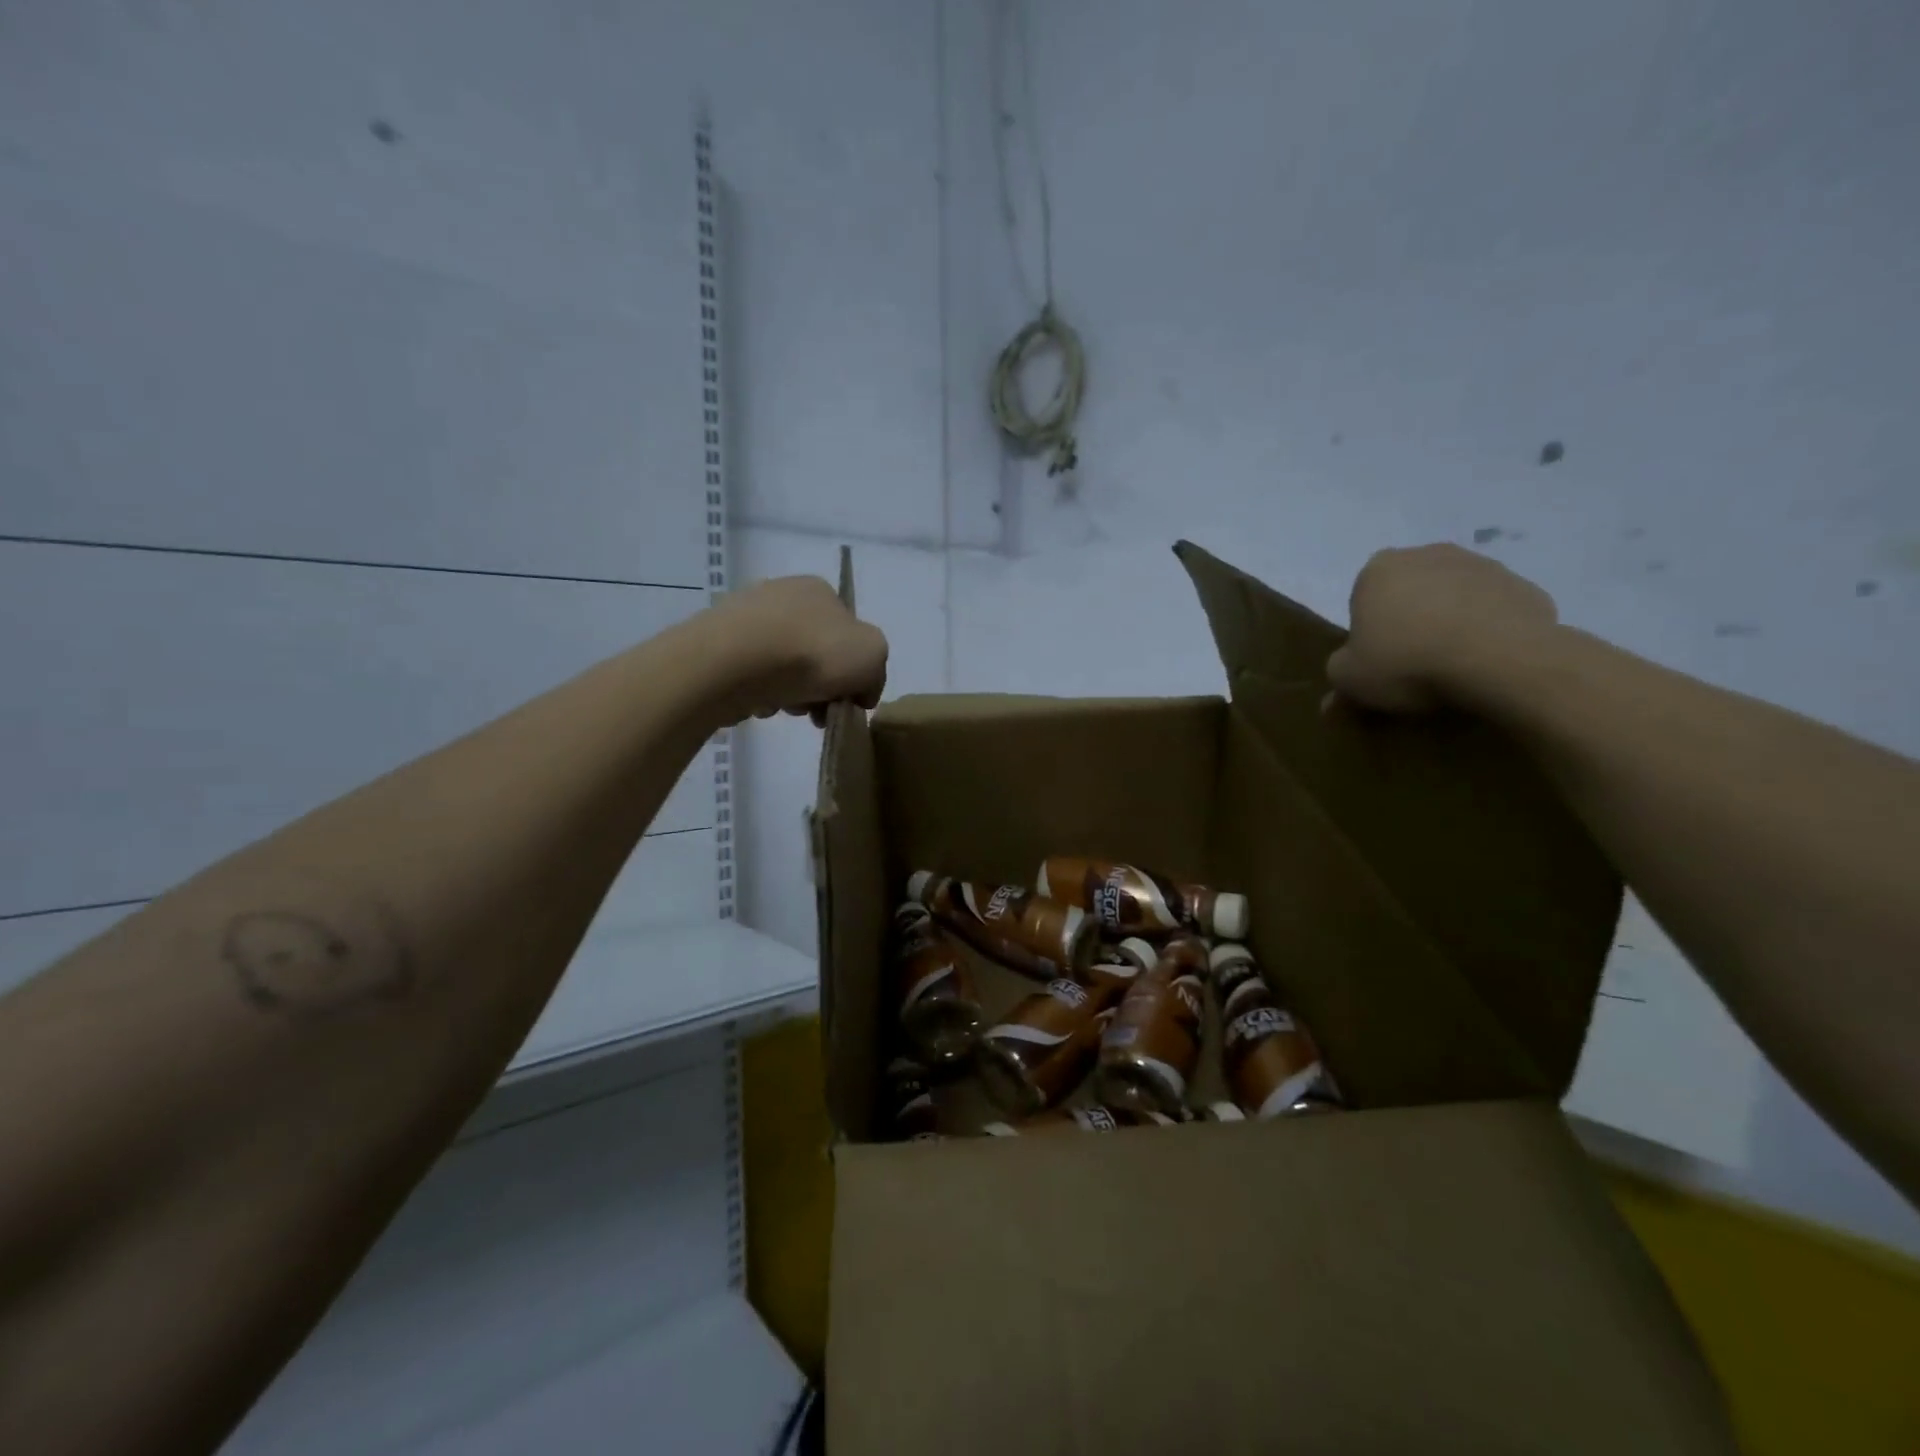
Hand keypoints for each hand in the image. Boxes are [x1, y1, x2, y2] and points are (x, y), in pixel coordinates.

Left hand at [706, 576, 888, 725]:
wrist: (734, 663)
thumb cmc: (812, 653)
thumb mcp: (872, 656)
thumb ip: (875, 670)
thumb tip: (860, 690)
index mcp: (821, 590)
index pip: (848, 634)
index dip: (853, 672)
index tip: (847, 701)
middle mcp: (782, 594)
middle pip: (816, 652)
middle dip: (821, 687)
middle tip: (816, 712)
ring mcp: (746, 616)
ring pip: (784, 665)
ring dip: (792, 692)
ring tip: (785, 708)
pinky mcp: (718, 642)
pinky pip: (752, 674)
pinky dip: (760, 692)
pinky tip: (759, 703)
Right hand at [1325, 545, 1557, 713]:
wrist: (1500, 661)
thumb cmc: (1407, 662)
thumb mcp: (1350, 680)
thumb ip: (1338, 677)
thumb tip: (1336, 696)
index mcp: (1378, 569)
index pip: (1362, 599)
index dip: (1368, 632)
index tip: (1378, 659)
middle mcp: (1428, 554)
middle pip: (1410, 592)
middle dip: (1410, 619)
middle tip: (1412, 662)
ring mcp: (1482, 565)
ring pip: (1454, 597)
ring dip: (1450, 622)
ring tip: (1453, 665)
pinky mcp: (1524, 586)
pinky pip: (1494, 611)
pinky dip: (1489, 630)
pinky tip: (1486, 661)